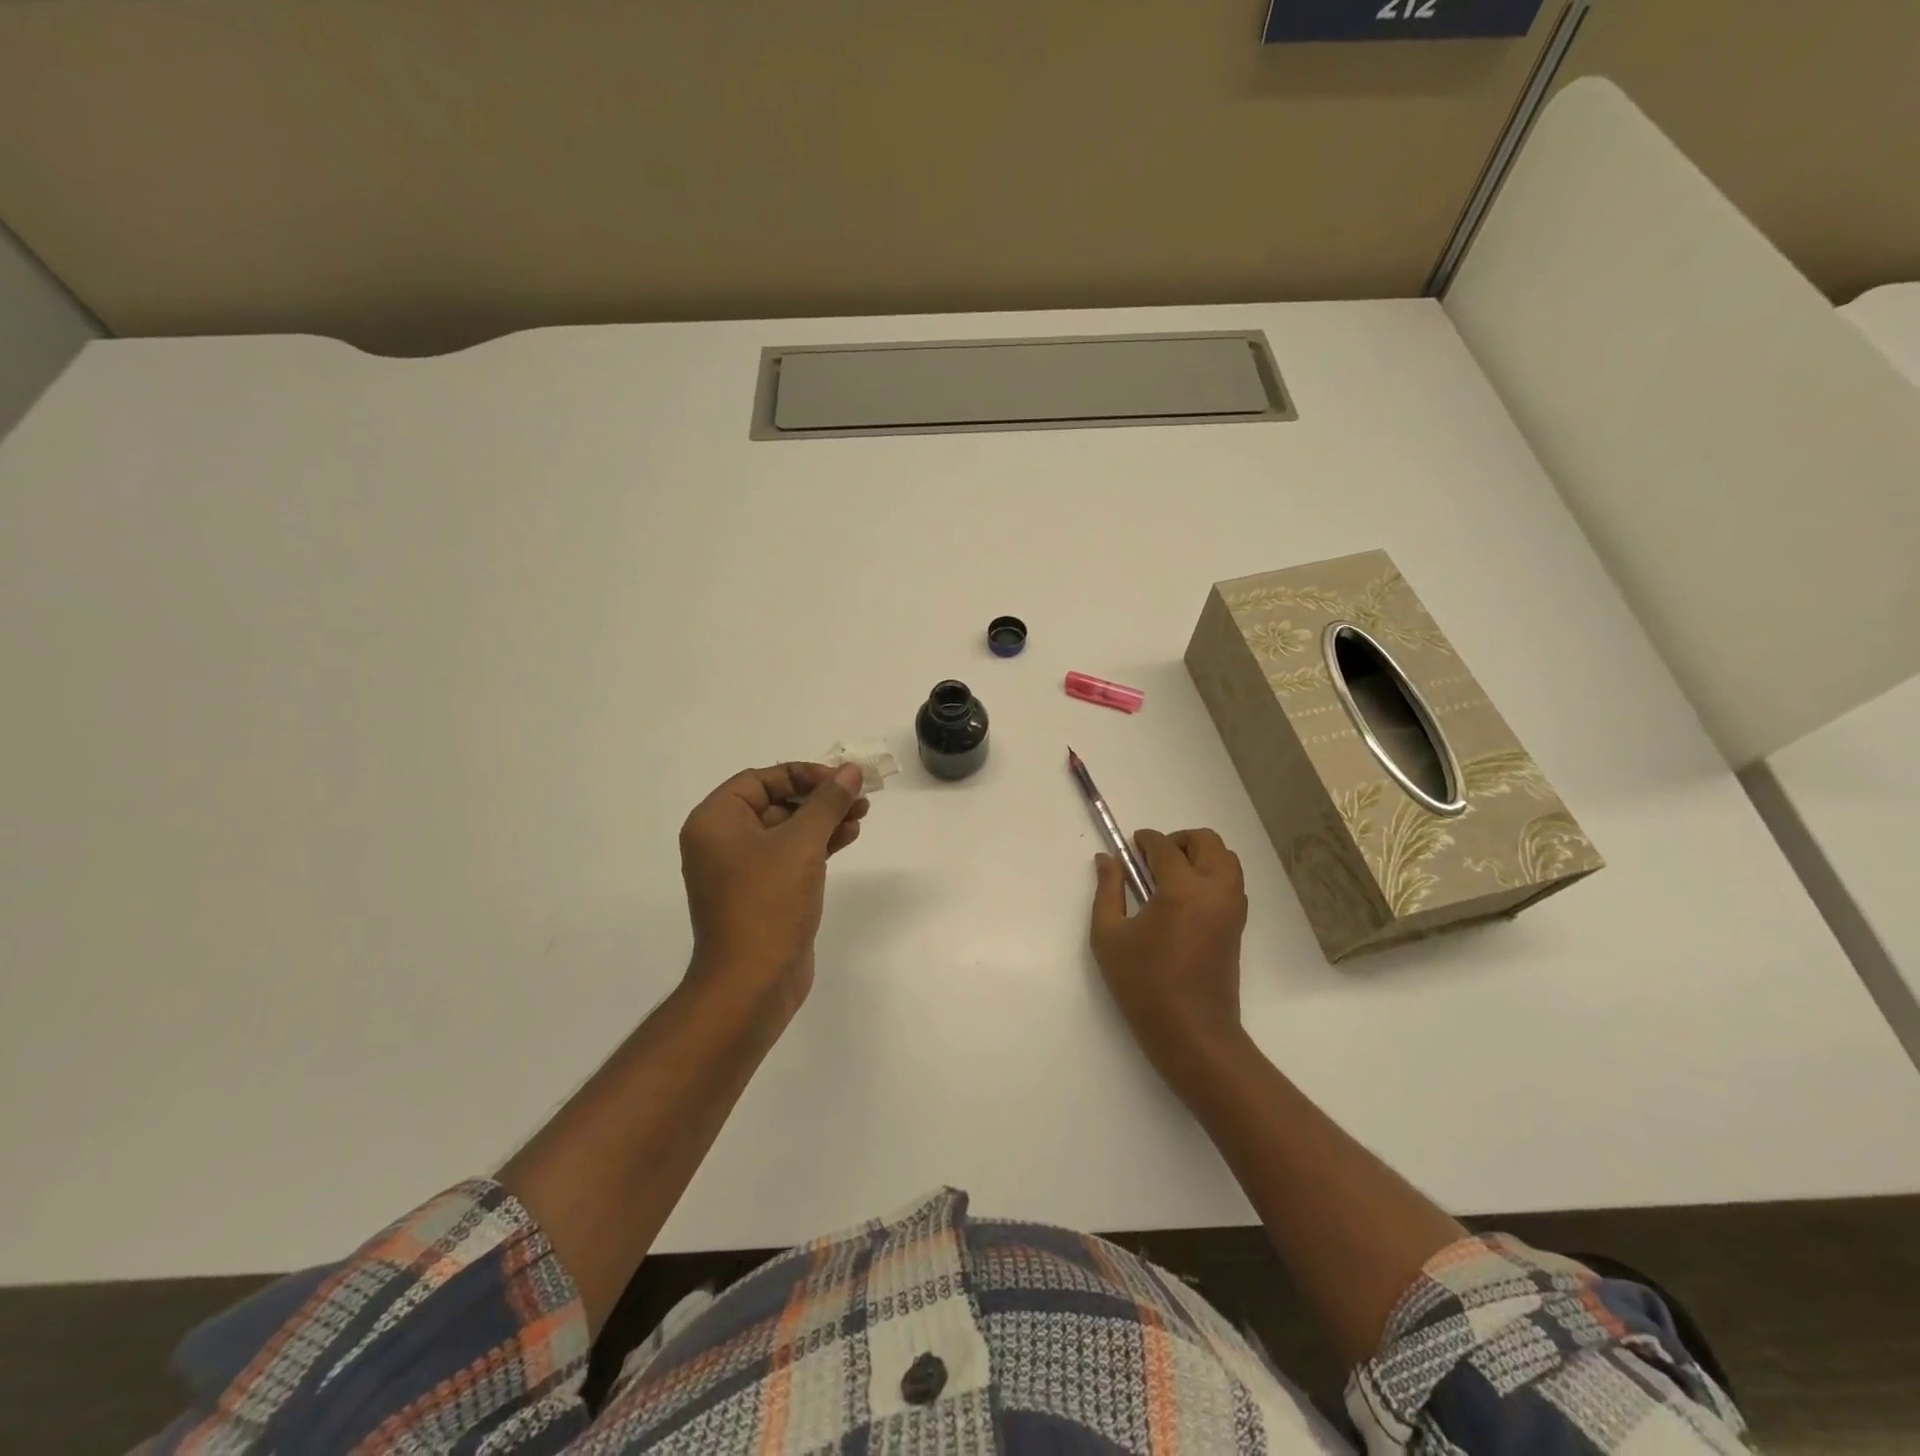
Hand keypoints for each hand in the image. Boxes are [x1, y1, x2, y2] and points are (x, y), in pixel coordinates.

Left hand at [678, 762, 869, 1019]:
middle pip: (775, 802)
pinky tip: (848, 837)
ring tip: (861, 815)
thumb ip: (827, 802)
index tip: (840, 779)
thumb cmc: (768, 903)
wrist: (752, 983)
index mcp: (715, 821)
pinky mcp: (761, 894)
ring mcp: (740, 870)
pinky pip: (789, 856)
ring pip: (786, 830)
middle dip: (818, 797)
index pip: (760, 779)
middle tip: (859, 797)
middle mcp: (722, 841)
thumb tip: (851, 770)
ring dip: (823, 820)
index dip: (802, 774)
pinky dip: (817, 845)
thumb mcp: (801, 844)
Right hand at [1090, 828, 1248, 1092]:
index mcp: (1182, 889)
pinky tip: (1184, 898)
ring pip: (1226, 858)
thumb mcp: (1109, 935)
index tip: (1131, 845)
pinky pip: (1231, 881)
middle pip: (1206, 841)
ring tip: (1170, 876)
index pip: (1165, 847)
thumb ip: (1108, 890)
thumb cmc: (1144, 984)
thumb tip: (1107, 859)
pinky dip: (1212, 874)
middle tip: (1152, 859)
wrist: (1192, 1032)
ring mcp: (1232, 907)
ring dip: (1199, 855)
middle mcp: (1215, 890)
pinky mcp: (1238, 925)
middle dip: (1178, 840)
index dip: (1145, 840)